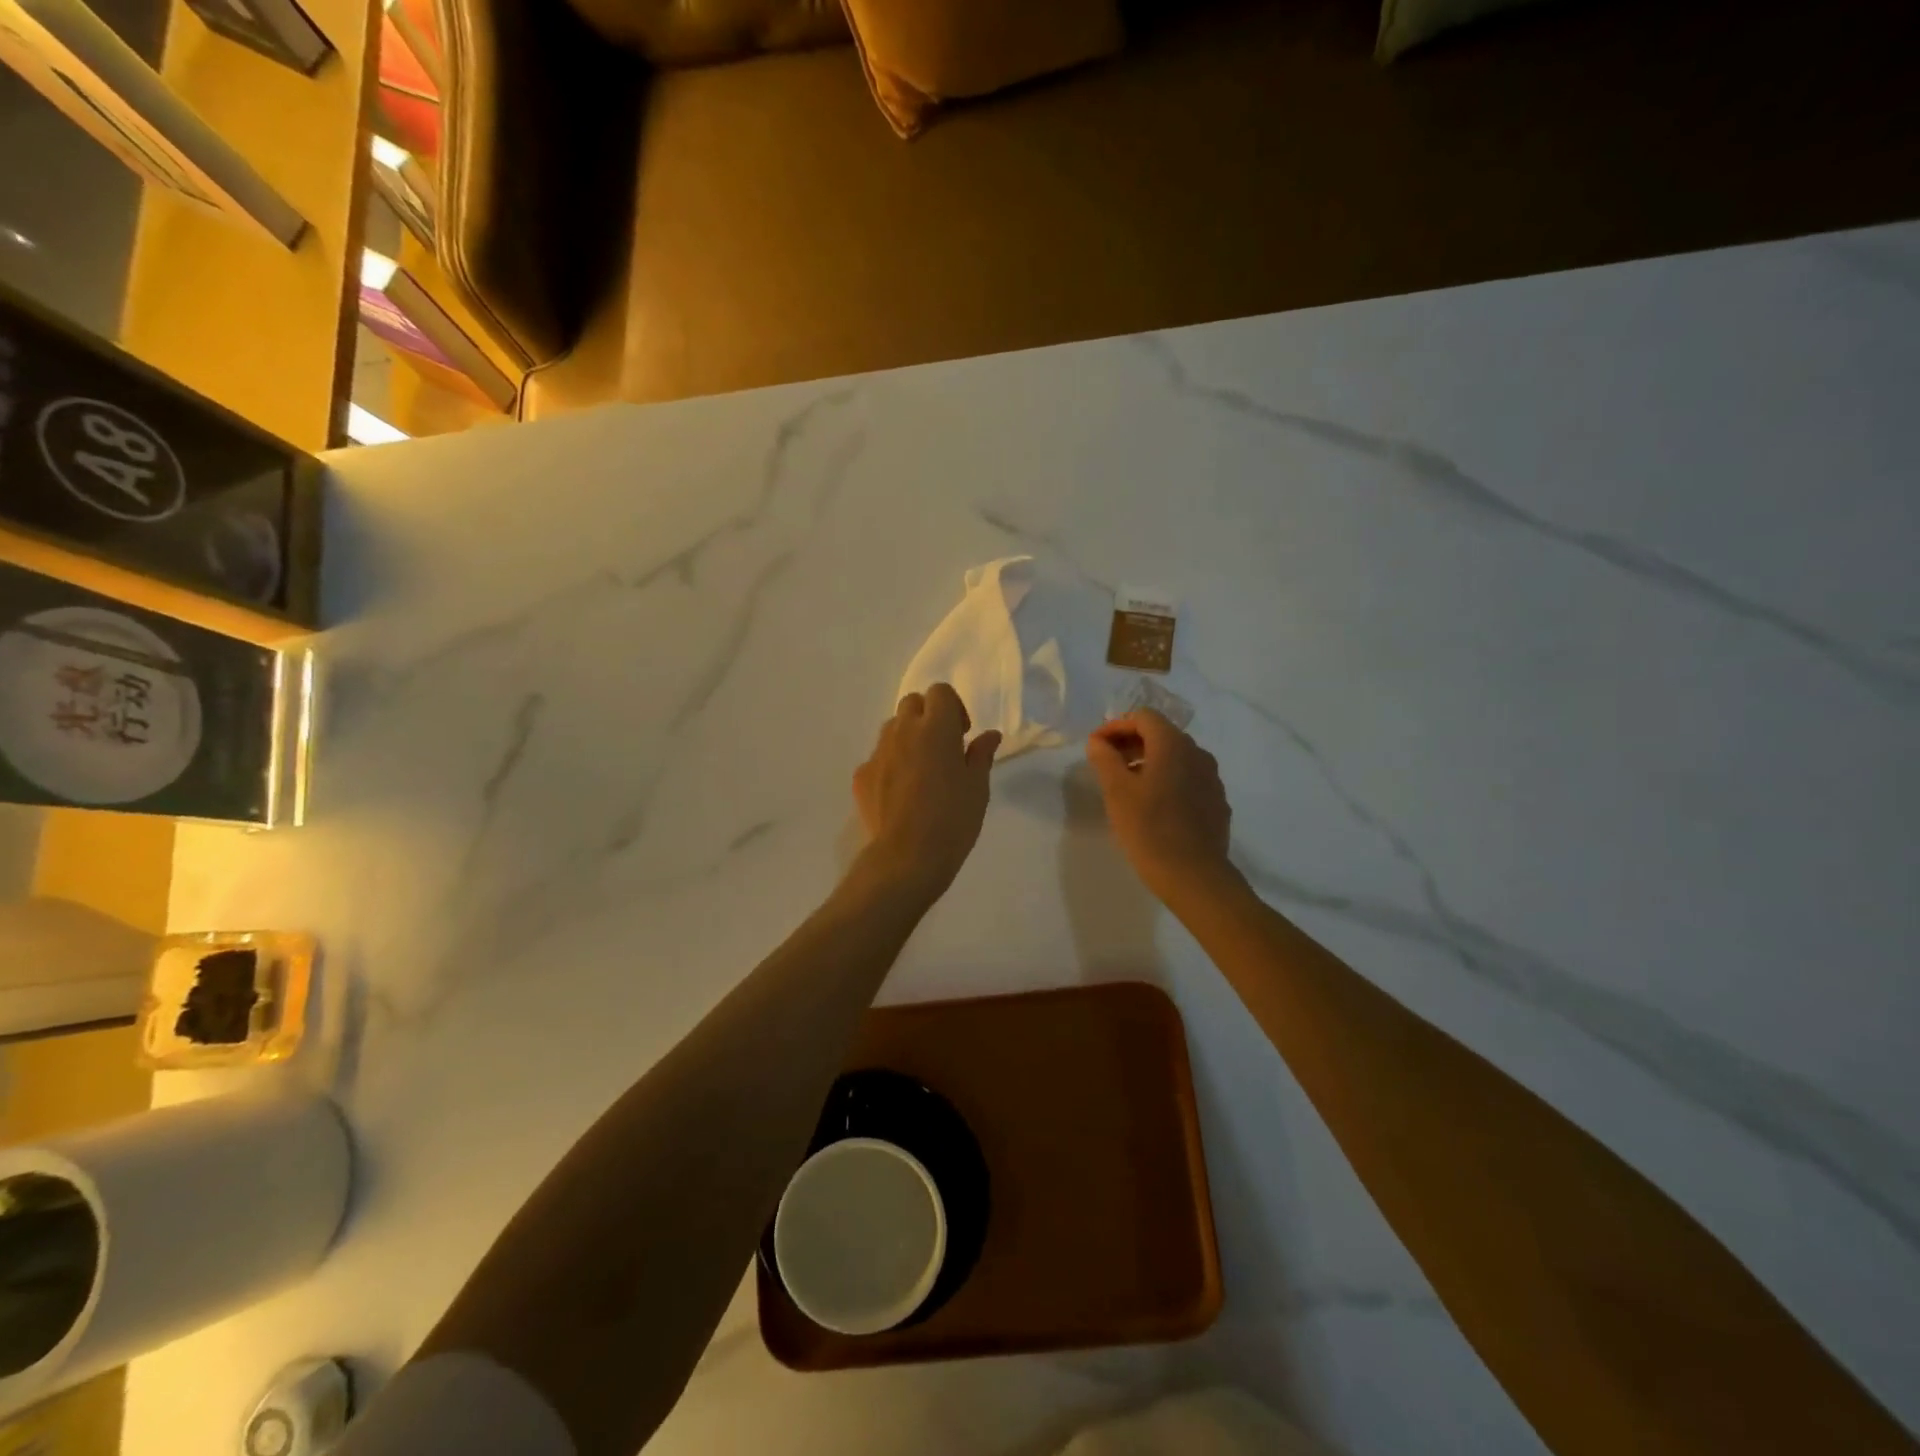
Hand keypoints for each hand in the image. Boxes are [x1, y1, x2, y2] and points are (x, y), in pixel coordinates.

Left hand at [853, 684, 1001, 903]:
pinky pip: (878, 758)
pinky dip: (890, 764)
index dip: (953, 707)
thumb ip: (981, 754)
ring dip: (907, 737)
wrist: (907, 857)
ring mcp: (878, 753)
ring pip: (892, 728)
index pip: (940, 692)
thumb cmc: (953, 819)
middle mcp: (903, 731)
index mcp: (936, 728)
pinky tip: (901, 793)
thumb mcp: (977, 787)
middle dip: (927, 716)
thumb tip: (989, 735)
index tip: (962, 734)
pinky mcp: (861, 775)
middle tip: (942, 746)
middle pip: (912, 703)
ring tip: (920, 769)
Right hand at [1087, 709, 1235, 905]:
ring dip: (1149, 761)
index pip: (1143, 717)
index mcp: (1173, 745)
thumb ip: (1105, 758)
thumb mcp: (1116, 792)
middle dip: (1131, 742)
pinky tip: (1154, 805)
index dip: (1116, 726)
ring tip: (1127, 785)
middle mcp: (1198, 754)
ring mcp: (1212, 779)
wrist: (1194, 876)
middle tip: (1107, 763)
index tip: (1096, 746)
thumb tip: (1098, 741)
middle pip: (1161, 734)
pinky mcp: (1216, 802)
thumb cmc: (1149, 829)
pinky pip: (1189, 779)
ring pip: (1176, 757)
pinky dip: (1168, 780)